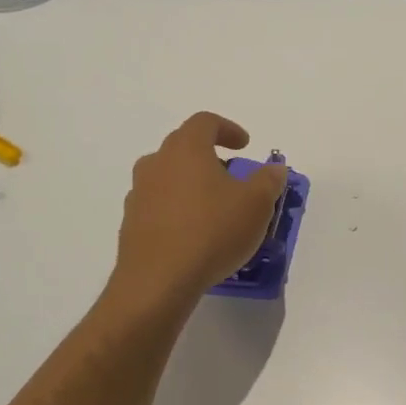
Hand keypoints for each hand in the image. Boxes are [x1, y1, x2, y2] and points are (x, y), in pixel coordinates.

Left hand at [107, 113, 287, 311]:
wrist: (157, 282)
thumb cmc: (212, 231)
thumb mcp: (257, 204)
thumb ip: (269, 181)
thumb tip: (274, 168)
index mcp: (186, 149)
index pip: (205, 122)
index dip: (227, 129)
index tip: (244, 145)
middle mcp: (157, 163)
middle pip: (182, 146)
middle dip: (209, 155)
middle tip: (231, 174)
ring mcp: (139, 193)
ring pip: (167, 176)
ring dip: (190, 182)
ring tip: (213, 206)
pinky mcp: (131, 223)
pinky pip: (158, 204)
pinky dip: (177, 208)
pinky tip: (194, 232)